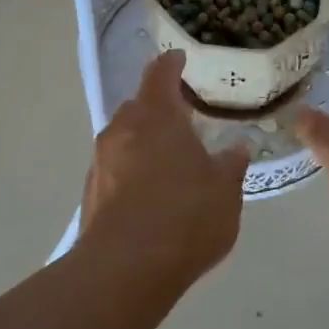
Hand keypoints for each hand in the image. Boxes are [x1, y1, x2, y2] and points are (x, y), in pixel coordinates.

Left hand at [80, 50, 249, 285]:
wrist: (125, 270)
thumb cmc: (185, 216)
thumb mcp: (225, 190)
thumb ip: (231, 164)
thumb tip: (237, 147)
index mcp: (156, 116)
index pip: (160, 74)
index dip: (171, 64)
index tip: (180, 59)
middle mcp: (122, 130)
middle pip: (138, 106)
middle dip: (158, 108)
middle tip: (184, 119)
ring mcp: (101, 162)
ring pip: (125, 139)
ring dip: (144, 142)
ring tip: (170, 161)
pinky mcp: (91, 194)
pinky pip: (116, 169)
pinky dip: (133, 171)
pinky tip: (152, 196)